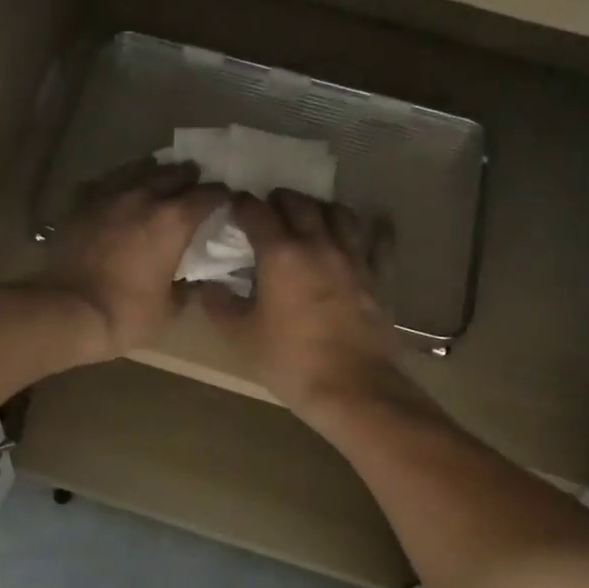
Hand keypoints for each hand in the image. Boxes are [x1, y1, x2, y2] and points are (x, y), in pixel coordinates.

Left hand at [35, 160, 229, 359]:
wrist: (67, 312)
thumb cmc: (126, 314)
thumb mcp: (169, 310)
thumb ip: (185, 288)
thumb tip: (191, 280)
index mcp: (172, 221)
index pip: (207, 196)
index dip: (221, 196)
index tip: (226, 200)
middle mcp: (142, 197)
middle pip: (173, 173)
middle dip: (188, 177)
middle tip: (194, 184)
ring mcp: (107, 197)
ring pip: (136, 171)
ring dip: (153, 174)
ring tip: (158, 181)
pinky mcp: (80, 206)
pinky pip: (105, 186)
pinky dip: (118, 187)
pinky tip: (118, 197)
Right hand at [200, 190, 413, 417]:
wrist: (351, 387)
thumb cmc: (289, 361)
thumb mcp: (241, 336)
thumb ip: (219, 305)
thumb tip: (208, 285)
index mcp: (280, 255)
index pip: (257, 213)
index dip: (242, 205)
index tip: (233, 206)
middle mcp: (318, 244)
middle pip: (299, 204)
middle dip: (280, 200)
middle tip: (268, 207)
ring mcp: (353, 258)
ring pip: (339, 214)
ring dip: (320, 208)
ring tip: (311, 215)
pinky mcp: (378, 276)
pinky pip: (380, 241)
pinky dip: (373, 227)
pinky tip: (372, 223)